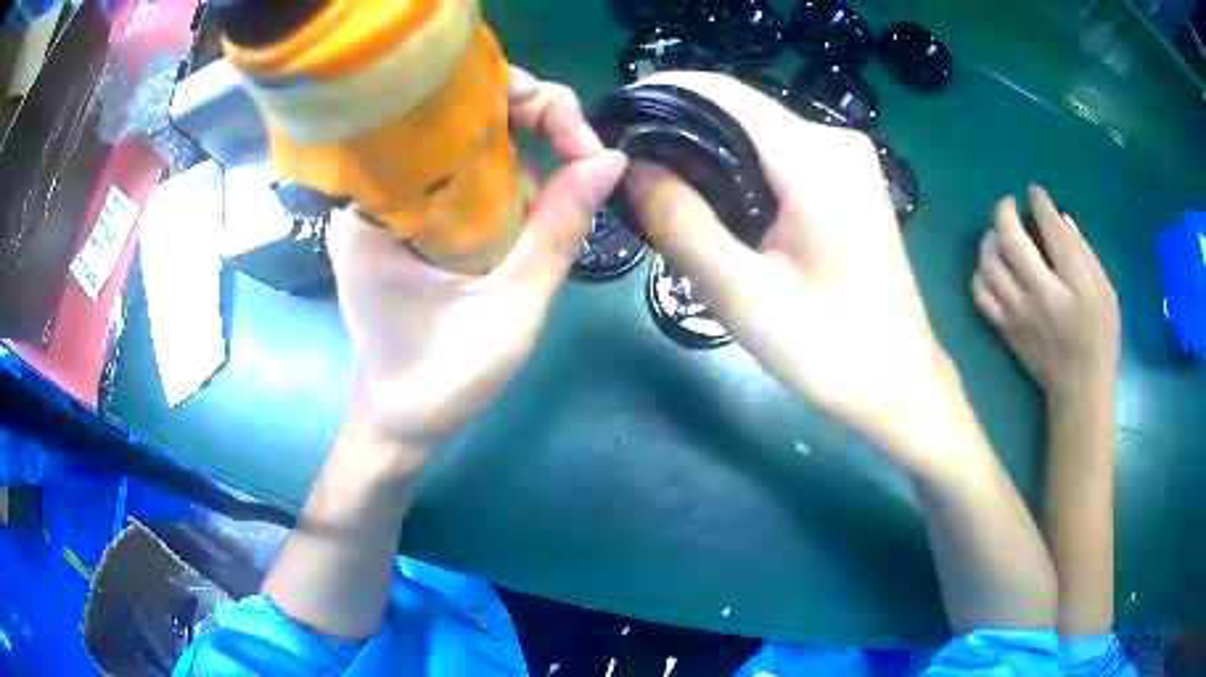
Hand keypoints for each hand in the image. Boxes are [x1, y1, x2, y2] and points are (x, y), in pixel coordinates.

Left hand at [327, 67, 626, 448]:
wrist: (402, 427)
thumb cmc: (442, 378)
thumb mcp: (512, 304)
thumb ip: (561, 229)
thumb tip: (611, 158)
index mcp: (379, 199)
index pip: (457, 105)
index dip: (531, 105)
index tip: (580, 146)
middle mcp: (375, 189)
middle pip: (465, 120)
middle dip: (536, 135)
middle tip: (581, 168)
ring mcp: (388, 206)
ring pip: (469, 151)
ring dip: (524, 172)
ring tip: (544, 223)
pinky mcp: (404, 224)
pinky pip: (462, 182)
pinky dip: (504, 193)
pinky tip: (524, 226)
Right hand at [626, 72, 966, 472]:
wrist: (901, 383)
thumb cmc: (830, 348)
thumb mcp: (743, 293)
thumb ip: (681, 222)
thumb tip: (634, 167)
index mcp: (815, 158)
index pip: (723, 92)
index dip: (662, 94)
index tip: (614, 119)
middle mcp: (836, 141)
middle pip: (741, 111)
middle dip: (681, 128)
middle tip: (630, 169)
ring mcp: (849, 160)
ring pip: (759, 135)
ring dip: (709, 151)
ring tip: (661, 188)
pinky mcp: (851, 183)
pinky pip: (782, 157)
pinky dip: (741, 170)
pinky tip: (717, 204)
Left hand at [972, 186, 1119, 404]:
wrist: (1078, 391)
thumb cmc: (1099, 339)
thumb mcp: (1105, 292)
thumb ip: (1084, 254)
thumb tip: (1061, 218)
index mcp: (1071, 284)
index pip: (1050, 229)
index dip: (1039, 203)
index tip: (1034, 192)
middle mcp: (1038, 293)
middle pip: (1011, 239)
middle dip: (1005, 211)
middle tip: (1009, 204)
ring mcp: (1017, 312)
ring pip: (988, 263)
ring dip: (989, 240)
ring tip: (997, 233)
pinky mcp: (1005, 328)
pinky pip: (980, 294)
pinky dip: (980, 273)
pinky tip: (990, 267)